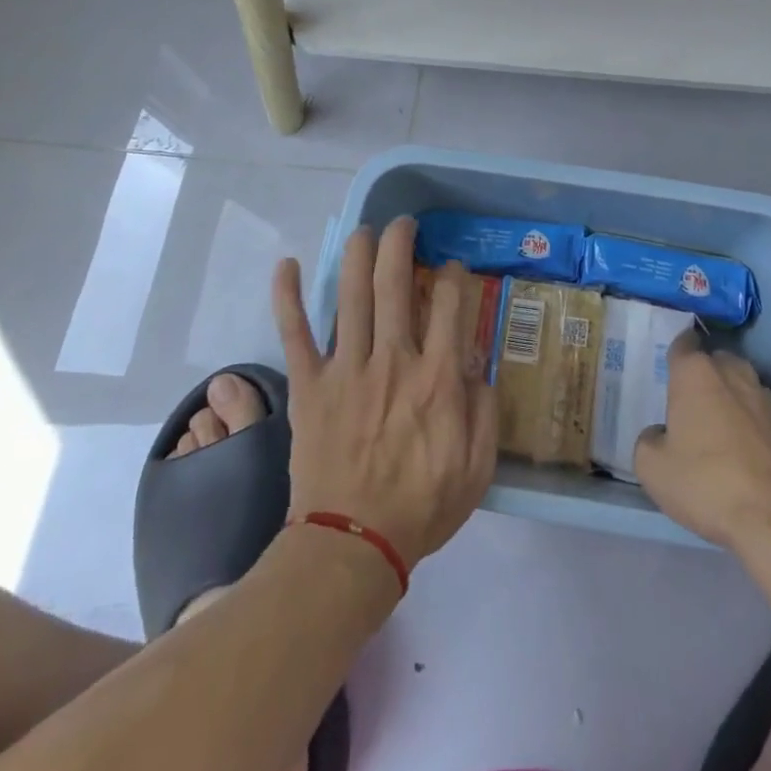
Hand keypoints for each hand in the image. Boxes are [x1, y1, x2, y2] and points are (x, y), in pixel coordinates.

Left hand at [274, 217, 498, 573]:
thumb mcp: (478, 466)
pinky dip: (288, 297)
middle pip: (395, 284)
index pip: (450, 305)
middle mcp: (393, 359)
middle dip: (400, 244)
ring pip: (351, 296)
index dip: (454, 276)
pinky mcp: (310, 385)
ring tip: (364, 229)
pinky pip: (295, 333)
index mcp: (437, 378)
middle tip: (403, 225)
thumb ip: (484, 408)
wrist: (351, 545)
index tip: (452, 268)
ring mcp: (347, 368)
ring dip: (356, 254)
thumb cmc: (421, 507)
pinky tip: (286, 264)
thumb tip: (475, 362)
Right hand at [634, 331, 770, 552]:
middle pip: (715, 361)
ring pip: (741, 385)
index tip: (668, 369)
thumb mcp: (652, 468)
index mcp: (696, 373)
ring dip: (729, 398)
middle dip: (704, 375)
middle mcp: (733, 374)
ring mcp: (765, 399)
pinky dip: (751, 425)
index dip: (675, 353)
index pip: (683, 344)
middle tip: (689, 404)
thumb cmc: (706, 483)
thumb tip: (661, 434)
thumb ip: (649, 440)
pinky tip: (743, 454)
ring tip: (717, 429)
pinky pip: (761, 414)